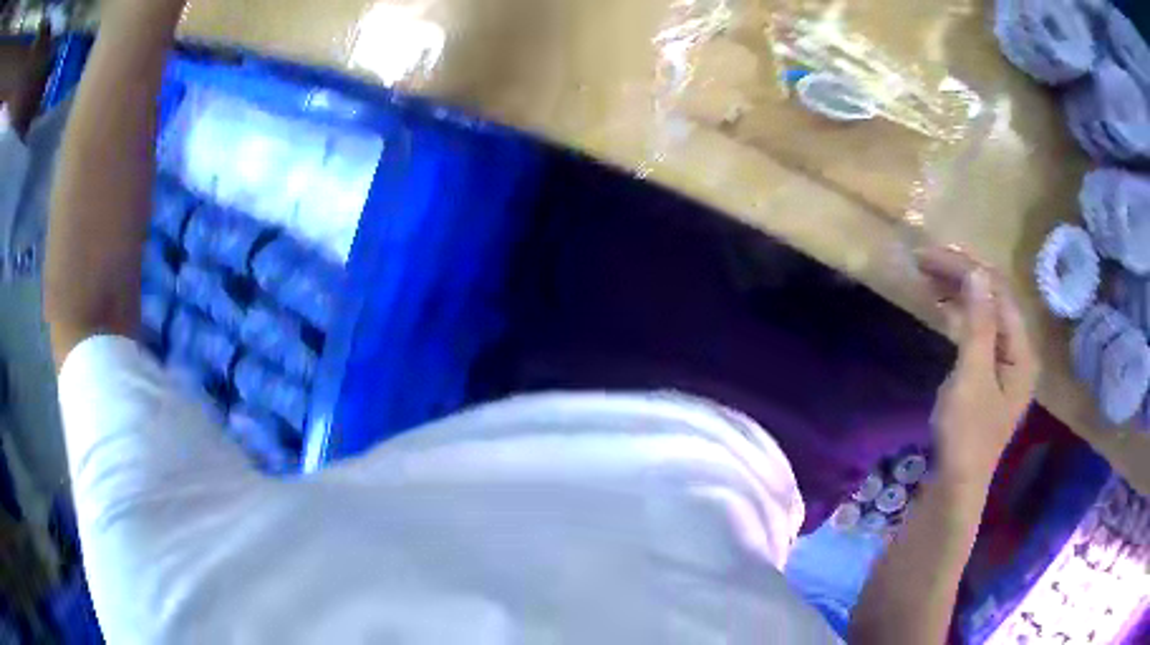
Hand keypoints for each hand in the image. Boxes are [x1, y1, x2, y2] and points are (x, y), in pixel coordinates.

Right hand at [918, 248, 1039, 488]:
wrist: (957, 484)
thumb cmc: (966, 435)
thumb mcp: (972, 377)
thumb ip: (978, 324)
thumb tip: (977, 273)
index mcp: (1022, 350)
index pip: (998, 293)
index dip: (968, 269)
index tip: (933, 256)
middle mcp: (1018, 350)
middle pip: (993, 298)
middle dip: (961, 276)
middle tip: (924, 261)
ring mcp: (1005, 362)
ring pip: (985, 312)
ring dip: (959, 291)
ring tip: (929, 275)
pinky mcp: (990, 372)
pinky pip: (979, 330)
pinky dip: (960, 314)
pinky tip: (943, 305)